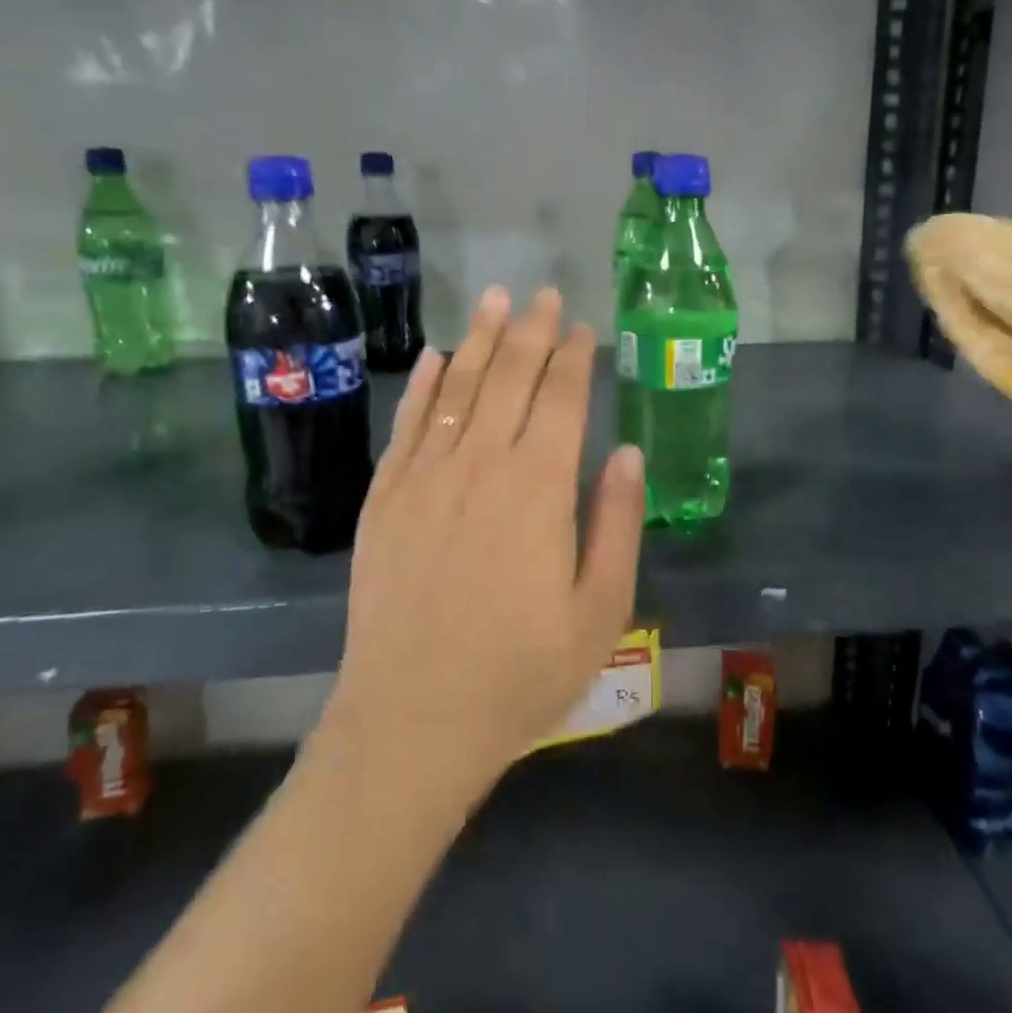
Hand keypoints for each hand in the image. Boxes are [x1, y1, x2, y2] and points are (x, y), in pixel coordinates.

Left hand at [327, 285, 644, 785]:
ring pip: (456, 388)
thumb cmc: (521, 673)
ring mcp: (425, 477)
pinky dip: (421, 385)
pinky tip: (433, 357)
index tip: (583, 327)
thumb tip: (626, 453)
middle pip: (509, 379)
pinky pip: (406, 424)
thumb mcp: (600, 611)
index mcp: (538, 489)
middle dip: (531, 331)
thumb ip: (616, 524)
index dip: (574, 358)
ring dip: (479, 339)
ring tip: (495, 299)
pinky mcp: (385, 498)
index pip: (561, 400)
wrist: (413, 720)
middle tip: (543, 293)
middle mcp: (480, 466)